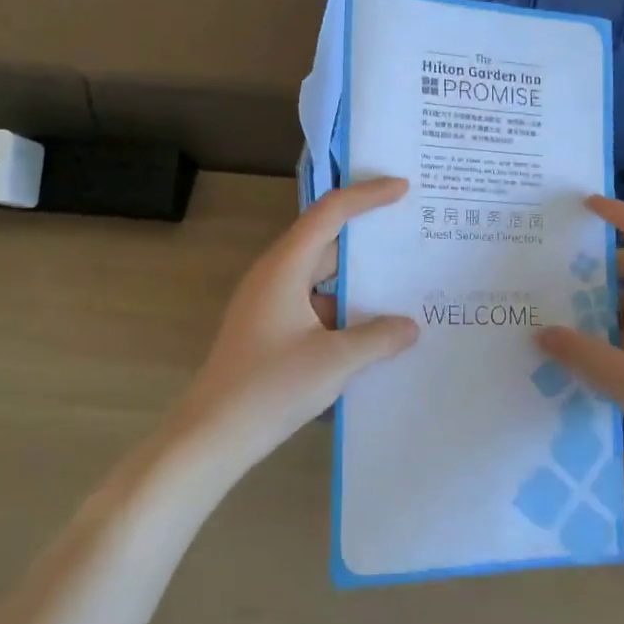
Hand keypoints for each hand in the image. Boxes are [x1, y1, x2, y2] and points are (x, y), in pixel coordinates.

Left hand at [167, 178, 419, 469]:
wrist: (214, 434)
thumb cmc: (271, 387)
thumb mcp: (335, 361)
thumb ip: (377, 338)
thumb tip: (410, 326)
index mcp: (284, 268)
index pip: (329, 213)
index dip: (367, 196)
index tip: (403, 189)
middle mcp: (274, 276)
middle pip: (325, 243)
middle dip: (367, 242)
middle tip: (410, 236)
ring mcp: (268, 304)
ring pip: (320, 280)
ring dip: (356, 284)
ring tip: (401, 289)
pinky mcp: (268, 330)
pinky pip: (313, 306)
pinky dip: (342, 312)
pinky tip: (370, 333)